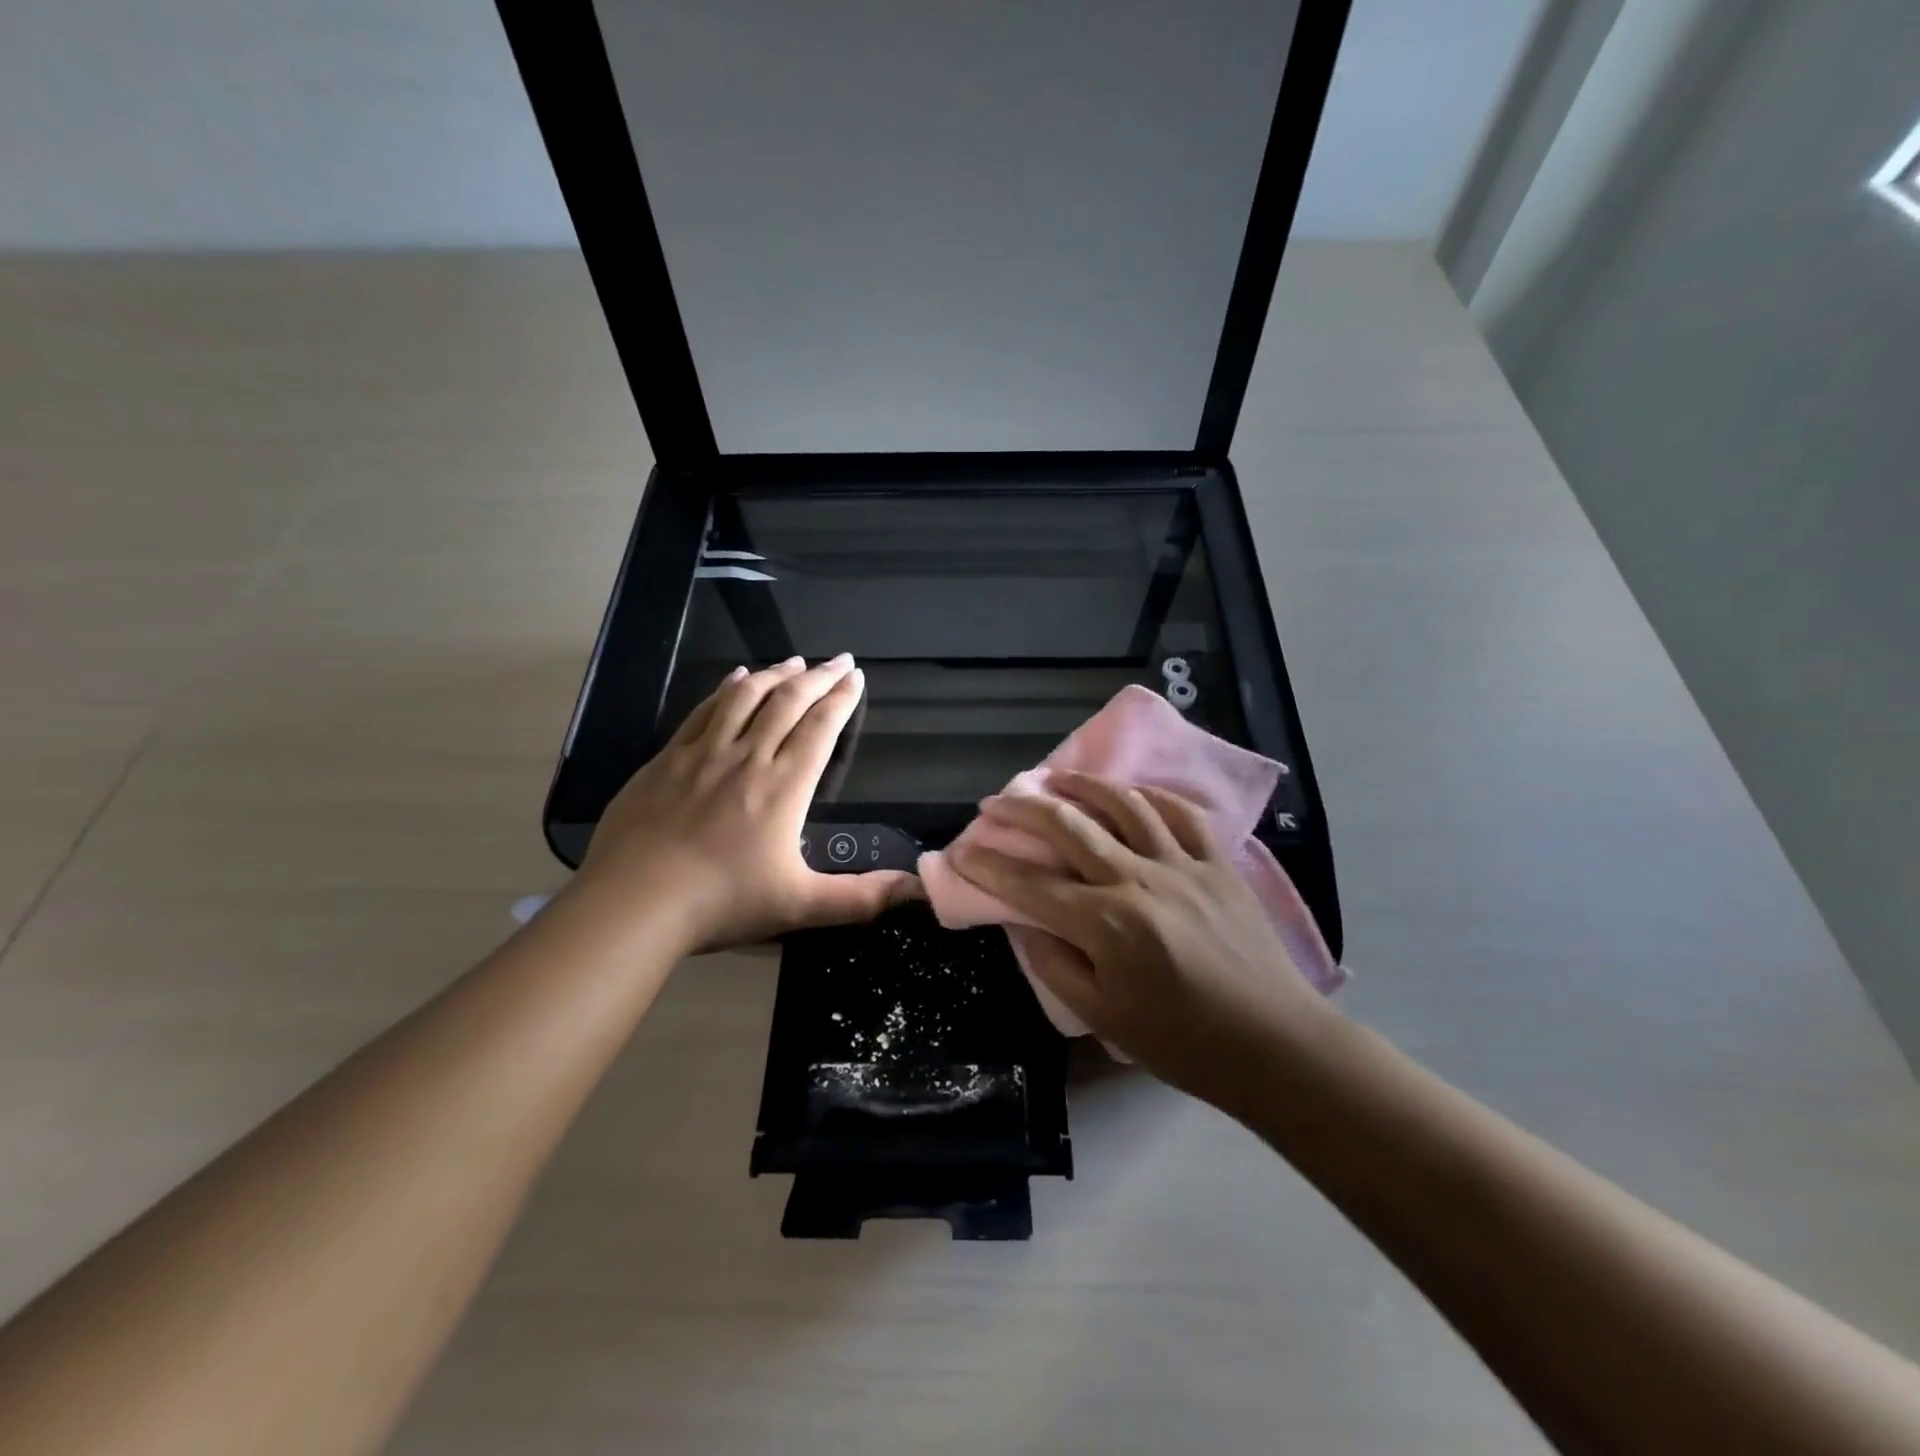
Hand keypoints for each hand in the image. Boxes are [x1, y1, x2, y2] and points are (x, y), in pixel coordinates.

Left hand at [578, 655, 916, 949]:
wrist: (634, 902)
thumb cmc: (722, 902)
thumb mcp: (800, 906)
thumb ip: (860, 898)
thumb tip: (916, 891)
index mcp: (784, 786)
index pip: (820, 728)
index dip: (841, 699)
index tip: (856, 676)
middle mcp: (747, 757)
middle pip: (788, 702)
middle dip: (819, 677)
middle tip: (838, 659)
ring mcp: (703, 753)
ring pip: (746, 697)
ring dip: (775, 674)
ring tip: (795, 661)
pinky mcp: (667, 758)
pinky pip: (704, 709)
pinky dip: (726, 688)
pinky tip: (736, 677)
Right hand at [949, 771, 1335, 1111]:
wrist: (1274, 1045)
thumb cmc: (1181, 1042)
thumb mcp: (1101, 1017)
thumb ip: (1054, 964)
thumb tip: (1025, 922)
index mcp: (1105, 923)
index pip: (1030, 884)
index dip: (989, 866)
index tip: (962, 852)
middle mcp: (1138, 879)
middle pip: (1069, 827)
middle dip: (1022, 810)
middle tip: (995, 803)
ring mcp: (1182, 864)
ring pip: (1123, 805)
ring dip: (1082, 785)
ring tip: (1053, 777)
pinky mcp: (1218, 862)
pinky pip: (1180, 813)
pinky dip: (1148, 795)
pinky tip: (1127, 792)